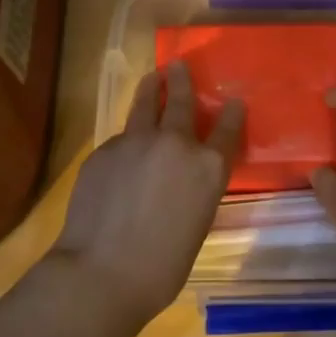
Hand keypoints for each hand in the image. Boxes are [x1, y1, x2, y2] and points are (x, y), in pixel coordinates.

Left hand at [50, 60, 243, 327]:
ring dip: (150, 89)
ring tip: (152, 77)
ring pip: (144, 105)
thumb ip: (194, 188)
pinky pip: (120, 138)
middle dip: (182, 81)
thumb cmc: (162, 265)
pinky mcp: (103, 150)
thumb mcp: (196, 223)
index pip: (226, 130)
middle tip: (179, 65)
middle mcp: (175, 144)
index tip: (232, 101)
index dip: (231, 114)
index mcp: (207, 167)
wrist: (103, 271)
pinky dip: (127, 138)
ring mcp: (135, 142)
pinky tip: (124, 150)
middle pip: (180, 101)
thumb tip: (181, 177)